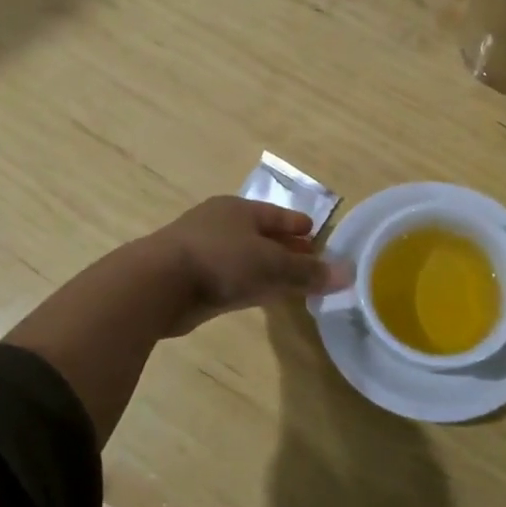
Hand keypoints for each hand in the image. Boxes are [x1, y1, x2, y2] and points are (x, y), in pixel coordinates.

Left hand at [142, 196, 351, 335]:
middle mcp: (221, 225)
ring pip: (246, 259)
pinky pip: (232, 279)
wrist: (157, 284)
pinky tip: (262, 296)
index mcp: (239, 209)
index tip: (316, 234)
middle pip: (262, 236)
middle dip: (285, 248)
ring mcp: (204, 251)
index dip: (297, 225)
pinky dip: (251, 285)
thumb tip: (348, 274)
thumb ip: (307, 271)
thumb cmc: (219, 260)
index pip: (277, 215)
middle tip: (310, 260)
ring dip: (268, 269)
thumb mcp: (271, 263)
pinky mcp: (193, 279)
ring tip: (292, 282)